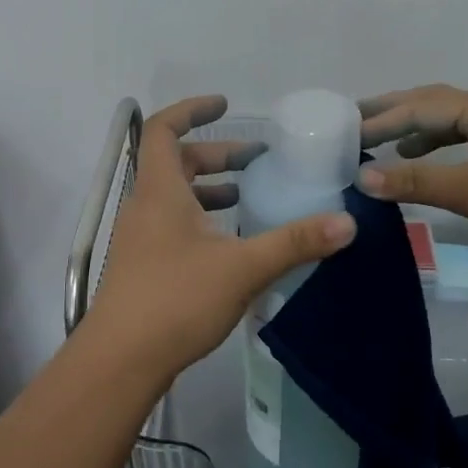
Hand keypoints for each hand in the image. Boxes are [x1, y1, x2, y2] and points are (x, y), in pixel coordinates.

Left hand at [85, 96, 356, 381]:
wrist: (120, 361)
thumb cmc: (175, 299)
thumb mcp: (242, 267)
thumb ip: (294, 242)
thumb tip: (347, 221)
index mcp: (160, 190)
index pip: (165, 129)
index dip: (193, 110)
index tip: (226, 105)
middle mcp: (145, 206)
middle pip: (175, 162)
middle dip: (216, 155)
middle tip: (256, 160)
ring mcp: (140, 238)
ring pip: (174, 196)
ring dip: (209, 189)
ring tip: (248, 196)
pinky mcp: (143, 265)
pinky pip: (173, 224)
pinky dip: (202, 219)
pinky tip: (230, 244)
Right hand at [357, 85, 467, 267]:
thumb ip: (417, 181)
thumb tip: (363, 178)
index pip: (417, 108)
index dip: (378, 121)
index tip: (343, 132)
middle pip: (432, 103)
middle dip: (393, 112)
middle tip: (354, 120)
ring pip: (450, 121)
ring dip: (415, 129)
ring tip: (382, 142)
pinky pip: (465, 139)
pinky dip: (438, 146)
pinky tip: (426, 161)